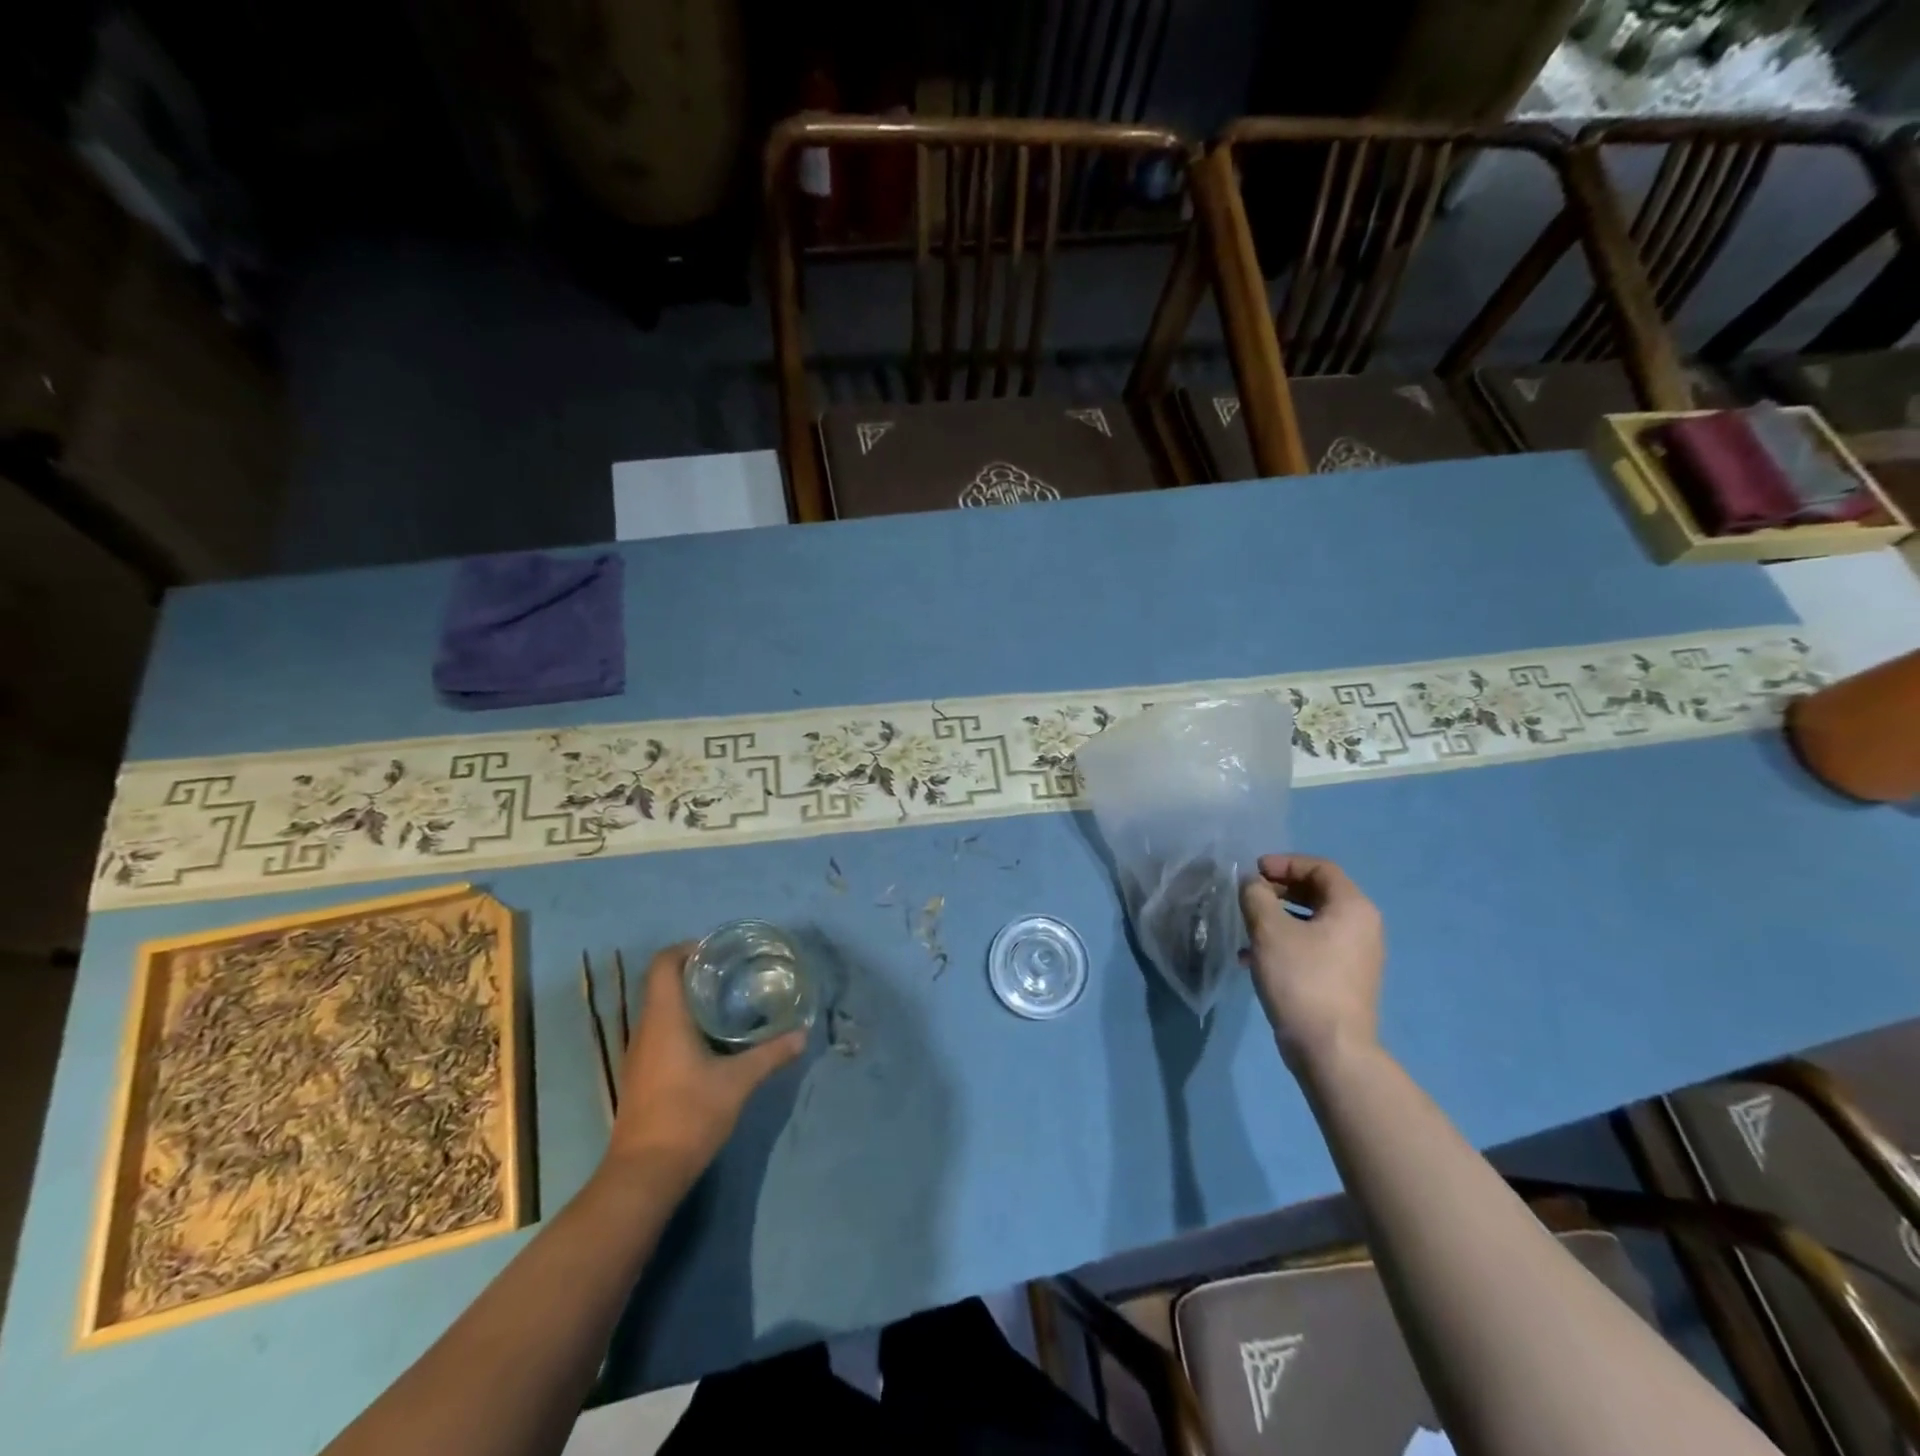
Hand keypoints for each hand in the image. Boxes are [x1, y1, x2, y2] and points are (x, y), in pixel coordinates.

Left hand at [604, 944, 805, 1184]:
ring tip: (729, 1000)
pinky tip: (713, 1039)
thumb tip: (802, 1034)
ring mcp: (640, 1053)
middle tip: (734, 972)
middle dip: (696, 971)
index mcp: (664, 1018)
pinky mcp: (643, 1074)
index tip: (719, 951)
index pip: (663, 963)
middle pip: (663, 983)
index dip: (687, 948)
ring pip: (662, 1009)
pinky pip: (661, 1032)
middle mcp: (646, 1029)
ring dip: (690, 999)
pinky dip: (684, 1023)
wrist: (645, 1174)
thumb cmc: (689, 1115)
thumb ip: (771, 1054)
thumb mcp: (738, 1082)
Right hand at [1239, 854, 1384, 1066]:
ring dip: (1277, 917)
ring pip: (1312, 921)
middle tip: (1248, 896)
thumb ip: (1256, 896)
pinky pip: (1313, 946)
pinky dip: (1286, 942)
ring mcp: (1355, 956)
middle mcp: (1362, 927)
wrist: (1330, 1048)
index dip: (1284, 863)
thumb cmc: (1301, 978)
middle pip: (1318, 893)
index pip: (1320, 867)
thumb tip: (1251, 884)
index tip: (1253, 871)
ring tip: (1246, 927)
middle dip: (1279, 890)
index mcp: (1352, 907)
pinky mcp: (1343, 979)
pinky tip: (1254, 958)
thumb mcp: (1269, 930)